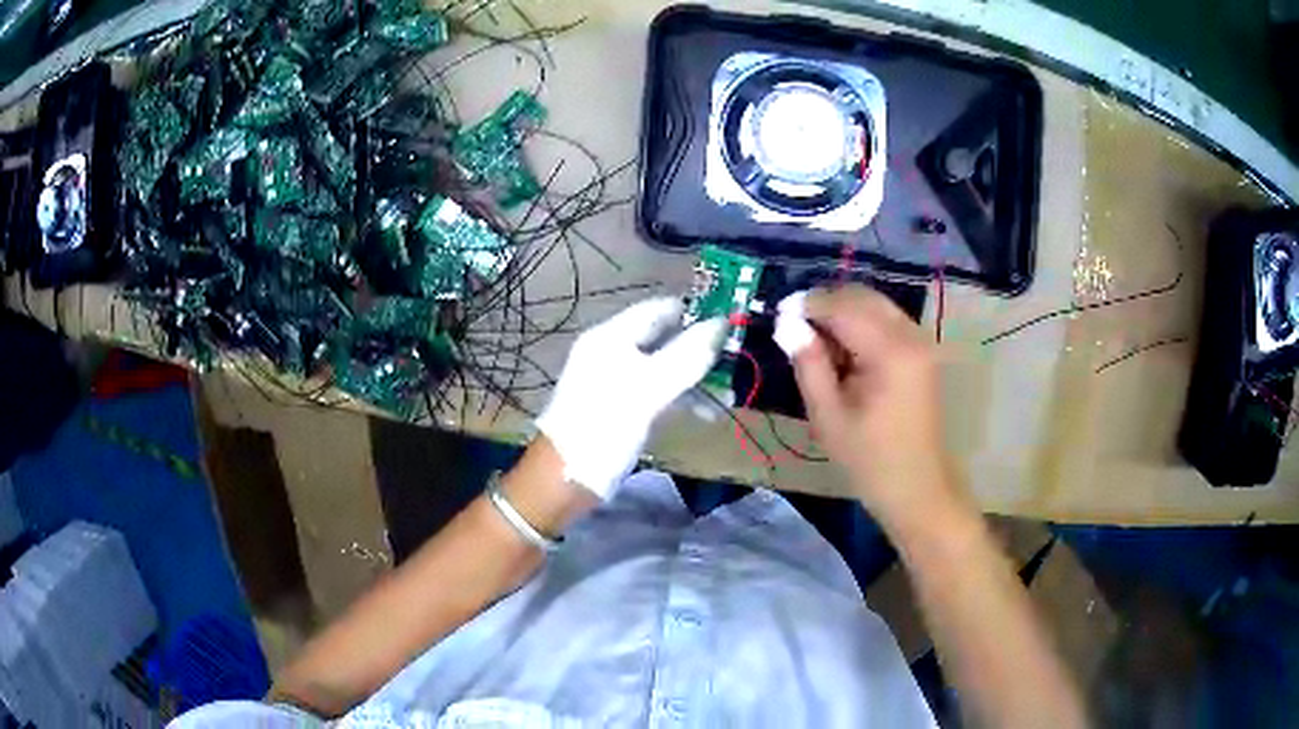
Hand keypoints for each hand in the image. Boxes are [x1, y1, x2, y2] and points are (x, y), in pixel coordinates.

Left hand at [536, 298, 725, 498]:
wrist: (566, 479)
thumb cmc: (603, 427)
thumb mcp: (648, 389)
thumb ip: (686, 356)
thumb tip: (721, 324)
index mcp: (611, 337)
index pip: (659, 309)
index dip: (695, 312)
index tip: (733, 324)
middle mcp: (614, 352)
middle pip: (665, 338)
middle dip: (701, 350)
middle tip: (736, 362)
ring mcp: (618, 381)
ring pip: (666, 368)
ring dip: (697, 378)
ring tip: (730, 396)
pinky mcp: (624, 408)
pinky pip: (660, 393)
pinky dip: (683, 399)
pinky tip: (708, 414)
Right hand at [791, 285, 954, 519]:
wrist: (917, 487)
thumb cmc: (869, 460)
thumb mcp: (828, 416)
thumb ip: (808, 364)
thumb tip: (786, 323)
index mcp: (890, 352)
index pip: (843, 306)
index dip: (808, 305)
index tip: (778, 315)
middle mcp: (910, 335)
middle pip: (862, 296)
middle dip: (826, 304)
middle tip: (794, 329)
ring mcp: (920, 341)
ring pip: (875, 305)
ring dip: (843, 313)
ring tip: (817, 344)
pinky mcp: (921, 351)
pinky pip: (886, 320)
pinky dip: (861, 324)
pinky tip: (844, 352)